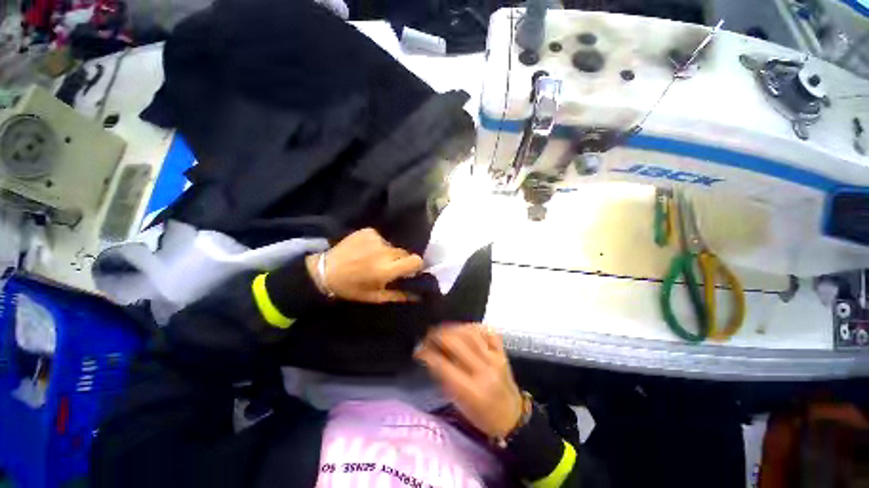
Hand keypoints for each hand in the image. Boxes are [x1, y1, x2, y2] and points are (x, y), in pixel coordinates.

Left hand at [306, 228, 423, 302]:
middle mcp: (385, 251)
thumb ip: (398, 295)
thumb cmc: (351, 288)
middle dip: (400, 260)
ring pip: (392, 246)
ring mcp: (376, 238)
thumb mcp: (375, 297)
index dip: (416, 265)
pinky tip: (364, 250)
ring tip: (372, 259)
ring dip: (387, 253)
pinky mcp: (368, 231)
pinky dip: (377, 244)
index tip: (409, 271)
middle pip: (404, 252)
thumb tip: (417, 295)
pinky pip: (381, 238)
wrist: (324, 270)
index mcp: (387, 269)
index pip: (416, 260)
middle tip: (387, 267)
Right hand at [415, 324, 523, 437]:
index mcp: (471, 391)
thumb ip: (444, 378)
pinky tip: (463, 328)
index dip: (427, 354)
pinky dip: (473, 326)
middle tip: (428, 336)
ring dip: (453, 328)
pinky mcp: (502, 351)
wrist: (512, 416)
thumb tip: (430, 356)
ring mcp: (495, 358)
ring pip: (471, 333)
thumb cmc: (481, 416)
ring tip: (442, 330)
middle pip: (457, 343)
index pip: (444, 365)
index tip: (418, 351)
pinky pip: (487, 331)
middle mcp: (484, 371)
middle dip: (437, 336)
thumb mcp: (458, 403)